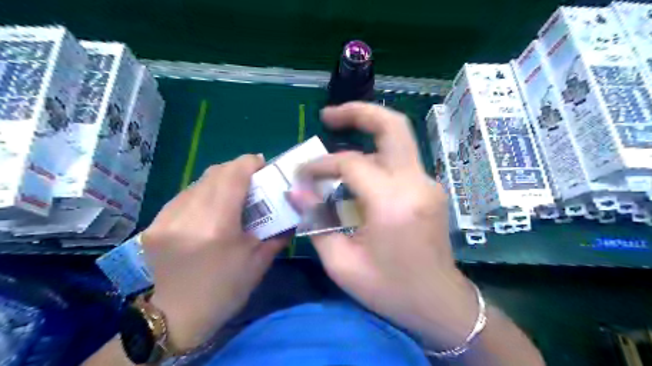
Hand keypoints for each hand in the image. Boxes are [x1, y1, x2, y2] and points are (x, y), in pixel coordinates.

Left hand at [143, 155, 287, 348]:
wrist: (177, 317)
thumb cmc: (226, 290)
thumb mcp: (259, 261)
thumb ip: (277, 230)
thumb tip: (290, 209)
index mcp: (217, 227)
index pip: (232, 177)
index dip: (249, 162)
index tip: (262, 164)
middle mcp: (187, 216)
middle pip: (214, 173)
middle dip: (237, 169)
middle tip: (253, 179)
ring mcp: (166, 219)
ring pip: (198, 182)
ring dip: (220, 180)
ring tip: (233, 192)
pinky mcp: (155, 224)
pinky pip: (185, 195)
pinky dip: (203, 193)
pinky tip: (211, 206)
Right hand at [290, 102, 476, 348]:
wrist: (439, 303)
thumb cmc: (390, 290)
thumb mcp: (343, 264)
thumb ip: (316, 222)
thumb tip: (296, 191)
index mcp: (393, 204)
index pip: (350, 163)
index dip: (321, 165)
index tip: (302, 175)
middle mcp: (416, 184)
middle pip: (392, 126)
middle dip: (359, 112)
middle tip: (329, 115)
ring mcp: (428, 183)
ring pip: (397, 140)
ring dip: (367, 133)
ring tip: (337, 136)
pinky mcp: (429, 189)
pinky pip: (398, 161)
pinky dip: (375, 157)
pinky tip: (356, 174)